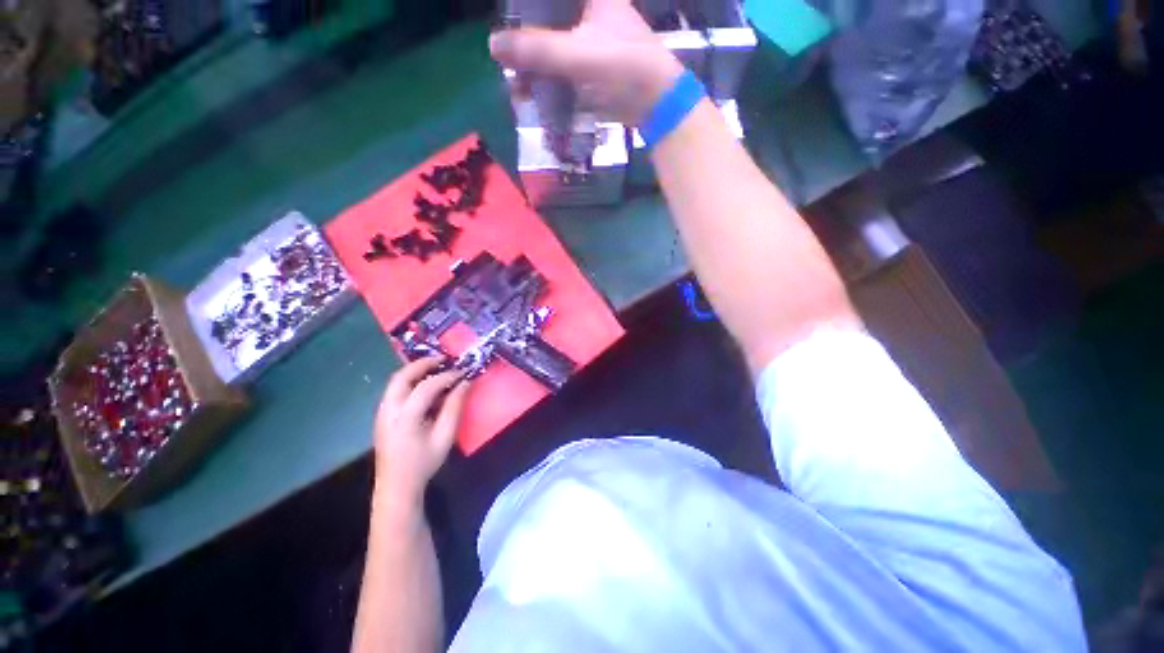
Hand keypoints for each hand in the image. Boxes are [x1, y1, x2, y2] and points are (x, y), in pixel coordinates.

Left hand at [373, 358, 470, 507]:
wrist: (396, 486)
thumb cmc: (423, 463)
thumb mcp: (444, 437)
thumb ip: (454, 407)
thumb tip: (465, 383)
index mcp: (405, 417)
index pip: (425, 387)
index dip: (446, 376)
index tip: (462, 373)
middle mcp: (388, 410)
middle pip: (401, 377)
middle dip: (422, 364)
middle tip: (443, 359)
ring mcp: (382, 412)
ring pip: (395, 382)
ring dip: (415, 370)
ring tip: (435, 367)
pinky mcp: (382, 416)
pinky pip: (394, 390)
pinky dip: (410, 380)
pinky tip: (424, 384)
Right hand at [489, 0, 684, 125]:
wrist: (656, 104)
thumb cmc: (625, 69)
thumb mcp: (580, 56)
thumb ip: (538, 50)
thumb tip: (494, 45)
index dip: (524, 5)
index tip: (507, 17)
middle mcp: (587, 9)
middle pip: (545, 14)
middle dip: (523, 36)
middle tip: (505, 56)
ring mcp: (588, 37)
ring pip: (550, 40)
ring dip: (531, 61)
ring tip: (516, 83)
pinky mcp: (590, 64)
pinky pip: (559, 64)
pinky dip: (545, 77)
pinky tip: (531, 92)